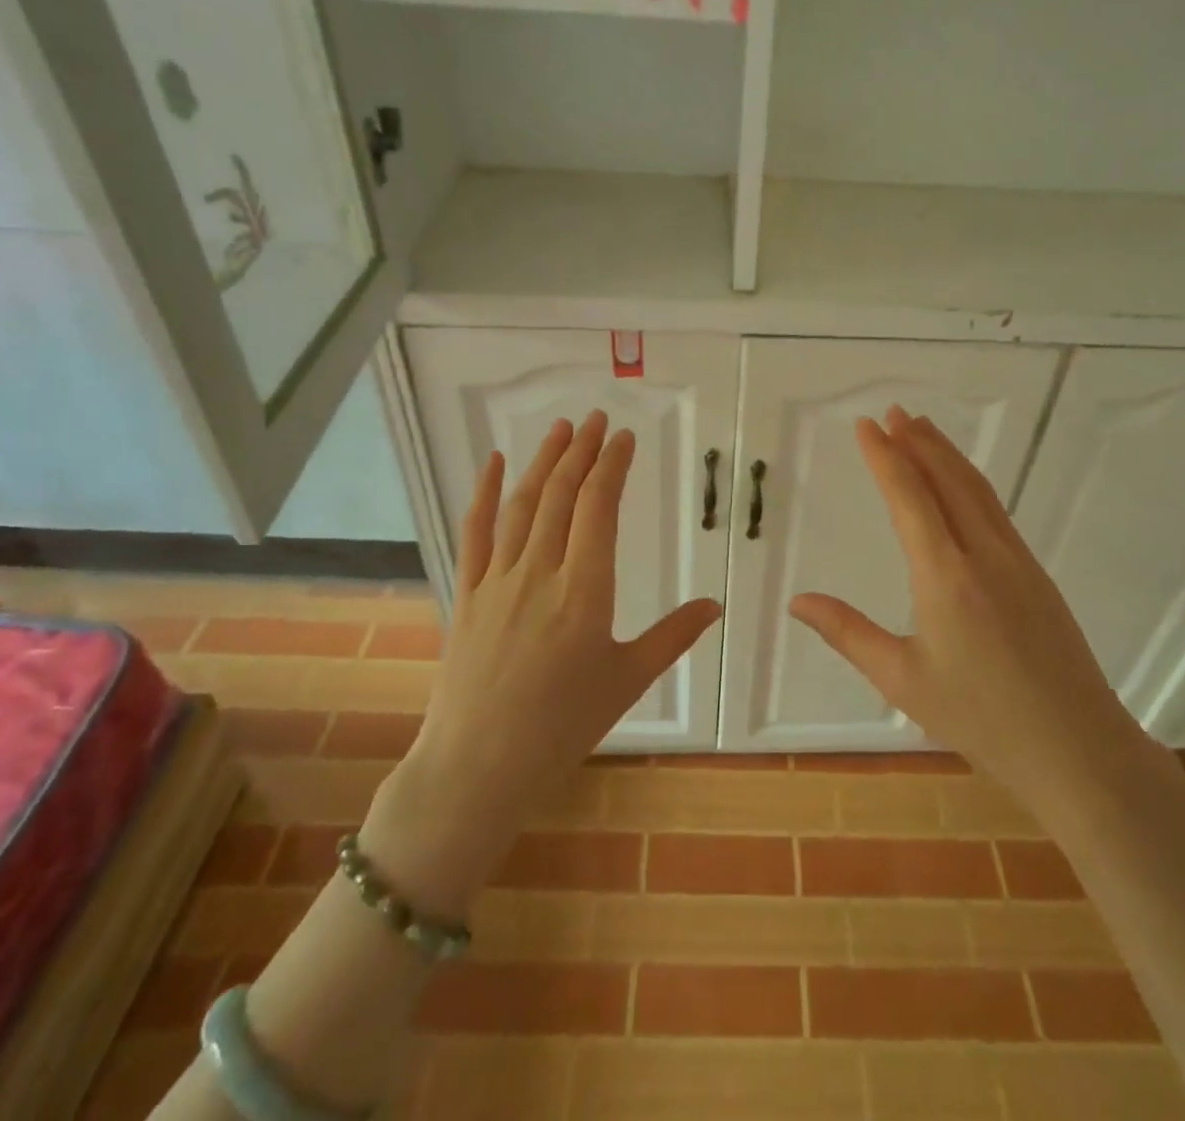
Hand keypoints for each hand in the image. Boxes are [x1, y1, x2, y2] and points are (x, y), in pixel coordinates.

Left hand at [360, 411, 720, 919]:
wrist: (478, 766)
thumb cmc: (562, 727)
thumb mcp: (627, 680)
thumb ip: (673, 636)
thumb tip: (715, 605)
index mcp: (585, 590)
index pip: (598, 508)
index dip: (612, 466)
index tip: (624, 438)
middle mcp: (541, 572)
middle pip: (562, 495)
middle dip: (582, 451)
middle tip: (596, 419)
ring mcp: (499, 579)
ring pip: (522, 504)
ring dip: (544, 461)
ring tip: (561, 429)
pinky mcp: (469, 593)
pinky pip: (475, 532)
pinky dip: (484, 493)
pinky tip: (495, 463)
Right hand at [790, 406, 1136, 807]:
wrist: (1079, 750)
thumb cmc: (982, 719)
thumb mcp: (903, 679)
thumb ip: (848, 633)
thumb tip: (797, 601)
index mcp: (946, 575)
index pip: (909, 497)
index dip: (885, 456)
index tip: (868, 424)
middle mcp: (984, 554)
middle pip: (948, 480)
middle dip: (919, 442)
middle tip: (894, 412)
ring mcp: (1018, 561)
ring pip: (977, 491)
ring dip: (948, 455)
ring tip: (924, 429)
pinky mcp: (1037, 576)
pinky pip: (996, 511)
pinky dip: (970, 483)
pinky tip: (963, 487)